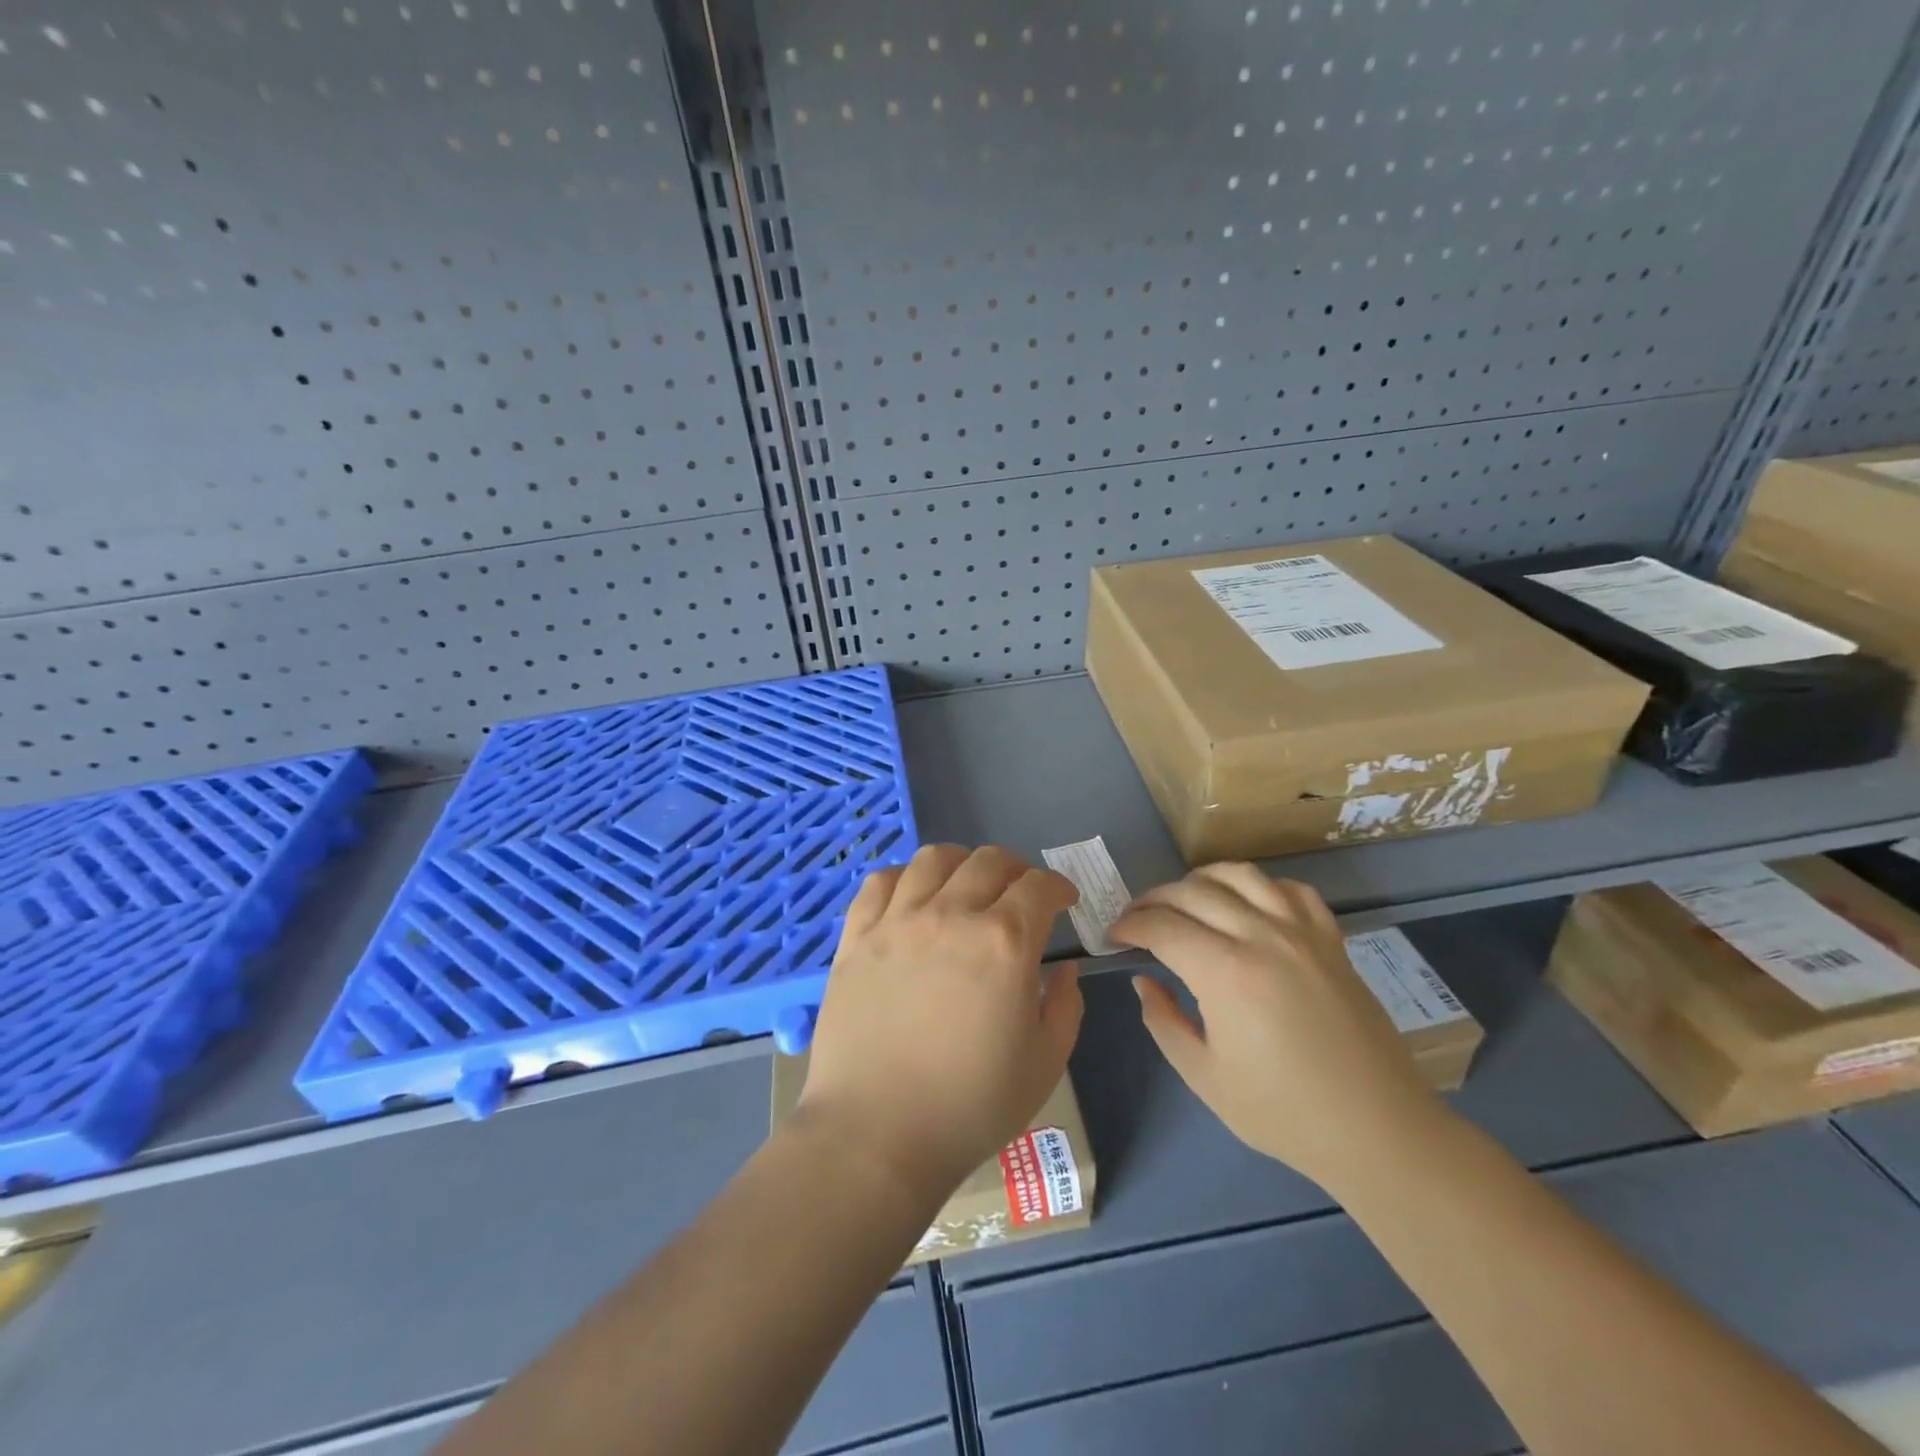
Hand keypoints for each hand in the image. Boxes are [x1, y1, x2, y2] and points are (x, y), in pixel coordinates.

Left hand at [797, 845, 1083, 1202]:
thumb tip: (1064, 969)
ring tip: (967, 885)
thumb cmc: (970, 1107)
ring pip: (934, 859)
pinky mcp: (857, 937)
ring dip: (962, 863)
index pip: (1039, 887)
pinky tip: (912, 896)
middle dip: (1017, 870)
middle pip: (990, 861)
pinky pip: (880, 882)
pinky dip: (904, 877)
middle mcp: (951, 915)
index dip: (1058, 887)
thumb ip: (1065, 1006)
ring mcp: (898, 921)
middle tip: (1021, 894)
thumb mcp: (1045, 1063)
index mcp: (1004, 942)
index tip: (1063, 902)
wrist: (877, 1135)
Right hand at [1109, 864, 1442, 1189]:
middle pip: (1193, 892)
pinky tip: (1248, 906)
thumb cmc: (1284, 1112)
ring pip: (1240, 875)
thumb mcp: (1204, 1077)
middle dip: (1154, 900)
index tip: (1114, 936)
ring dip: (1201, 880)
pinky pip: (1290, 889)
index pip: (1162, 926)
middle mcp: (1262, 937)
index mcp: (1226, 973)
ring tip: (1185, 901)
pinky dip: (1259, 887)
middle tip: (1138, 920)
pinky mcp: (1331, 939)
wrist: (1378, 1130)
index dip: (1130, 925)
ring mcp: (1302, 932)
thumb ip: (1163, 1021)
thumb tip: (1145, 980)